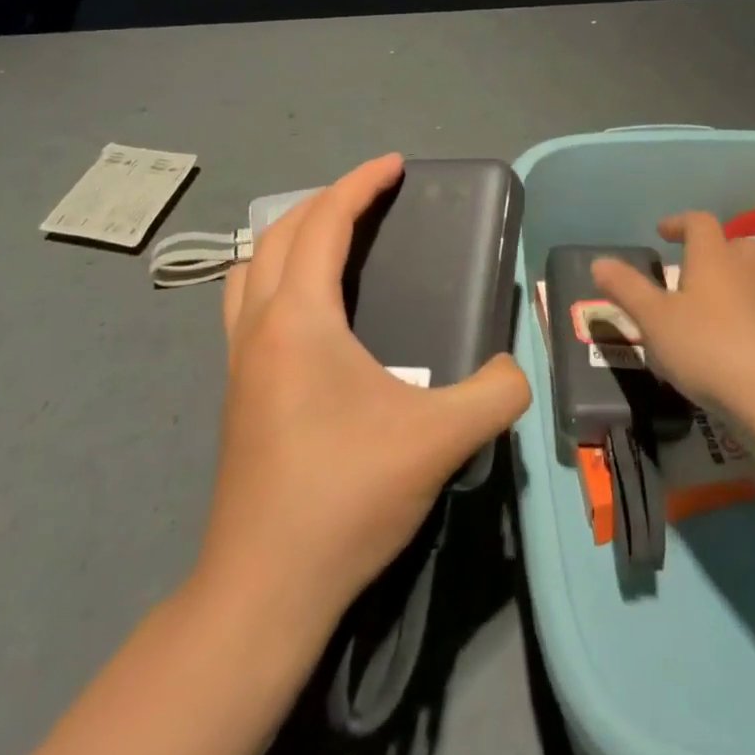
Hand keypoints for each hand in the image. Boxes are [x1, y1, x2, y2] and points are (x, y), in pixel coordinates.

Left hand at [198, 154, 530, 628]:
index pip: (323, 222)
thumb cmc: (345, 497)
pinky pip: (247, 301)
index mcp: (299, 319)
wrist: (263, 589)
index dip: (359, 183)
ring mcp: (238, 359)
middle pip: (281, 232)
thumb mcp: (439, 440)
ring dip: (291, 235)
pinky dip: (277, 275)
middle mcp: (258, 325)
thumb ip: (496, 394)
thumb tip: (517, 370)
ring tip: (337, 240)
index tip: (395, 165)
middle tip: (374, 197)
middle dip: (328, 199)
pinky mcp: (237, 390)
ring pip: (252, 266)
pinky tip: (315, 310)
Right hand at [591, 211, 754, 410]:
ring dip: (737, 276)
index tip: (662, 233)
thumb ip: (626, 288)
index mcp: (713, 258)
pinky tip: (735, 332)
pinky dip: (750, 309)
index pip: (700, 222)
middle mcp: (745, 270)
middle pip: (735, 243)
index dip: (680, 222)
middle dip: (714, 249)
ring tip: (714, 298)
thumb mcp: (653, 319)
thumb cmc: (705, 346)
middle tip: (692, 268)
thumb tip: (599, 262)